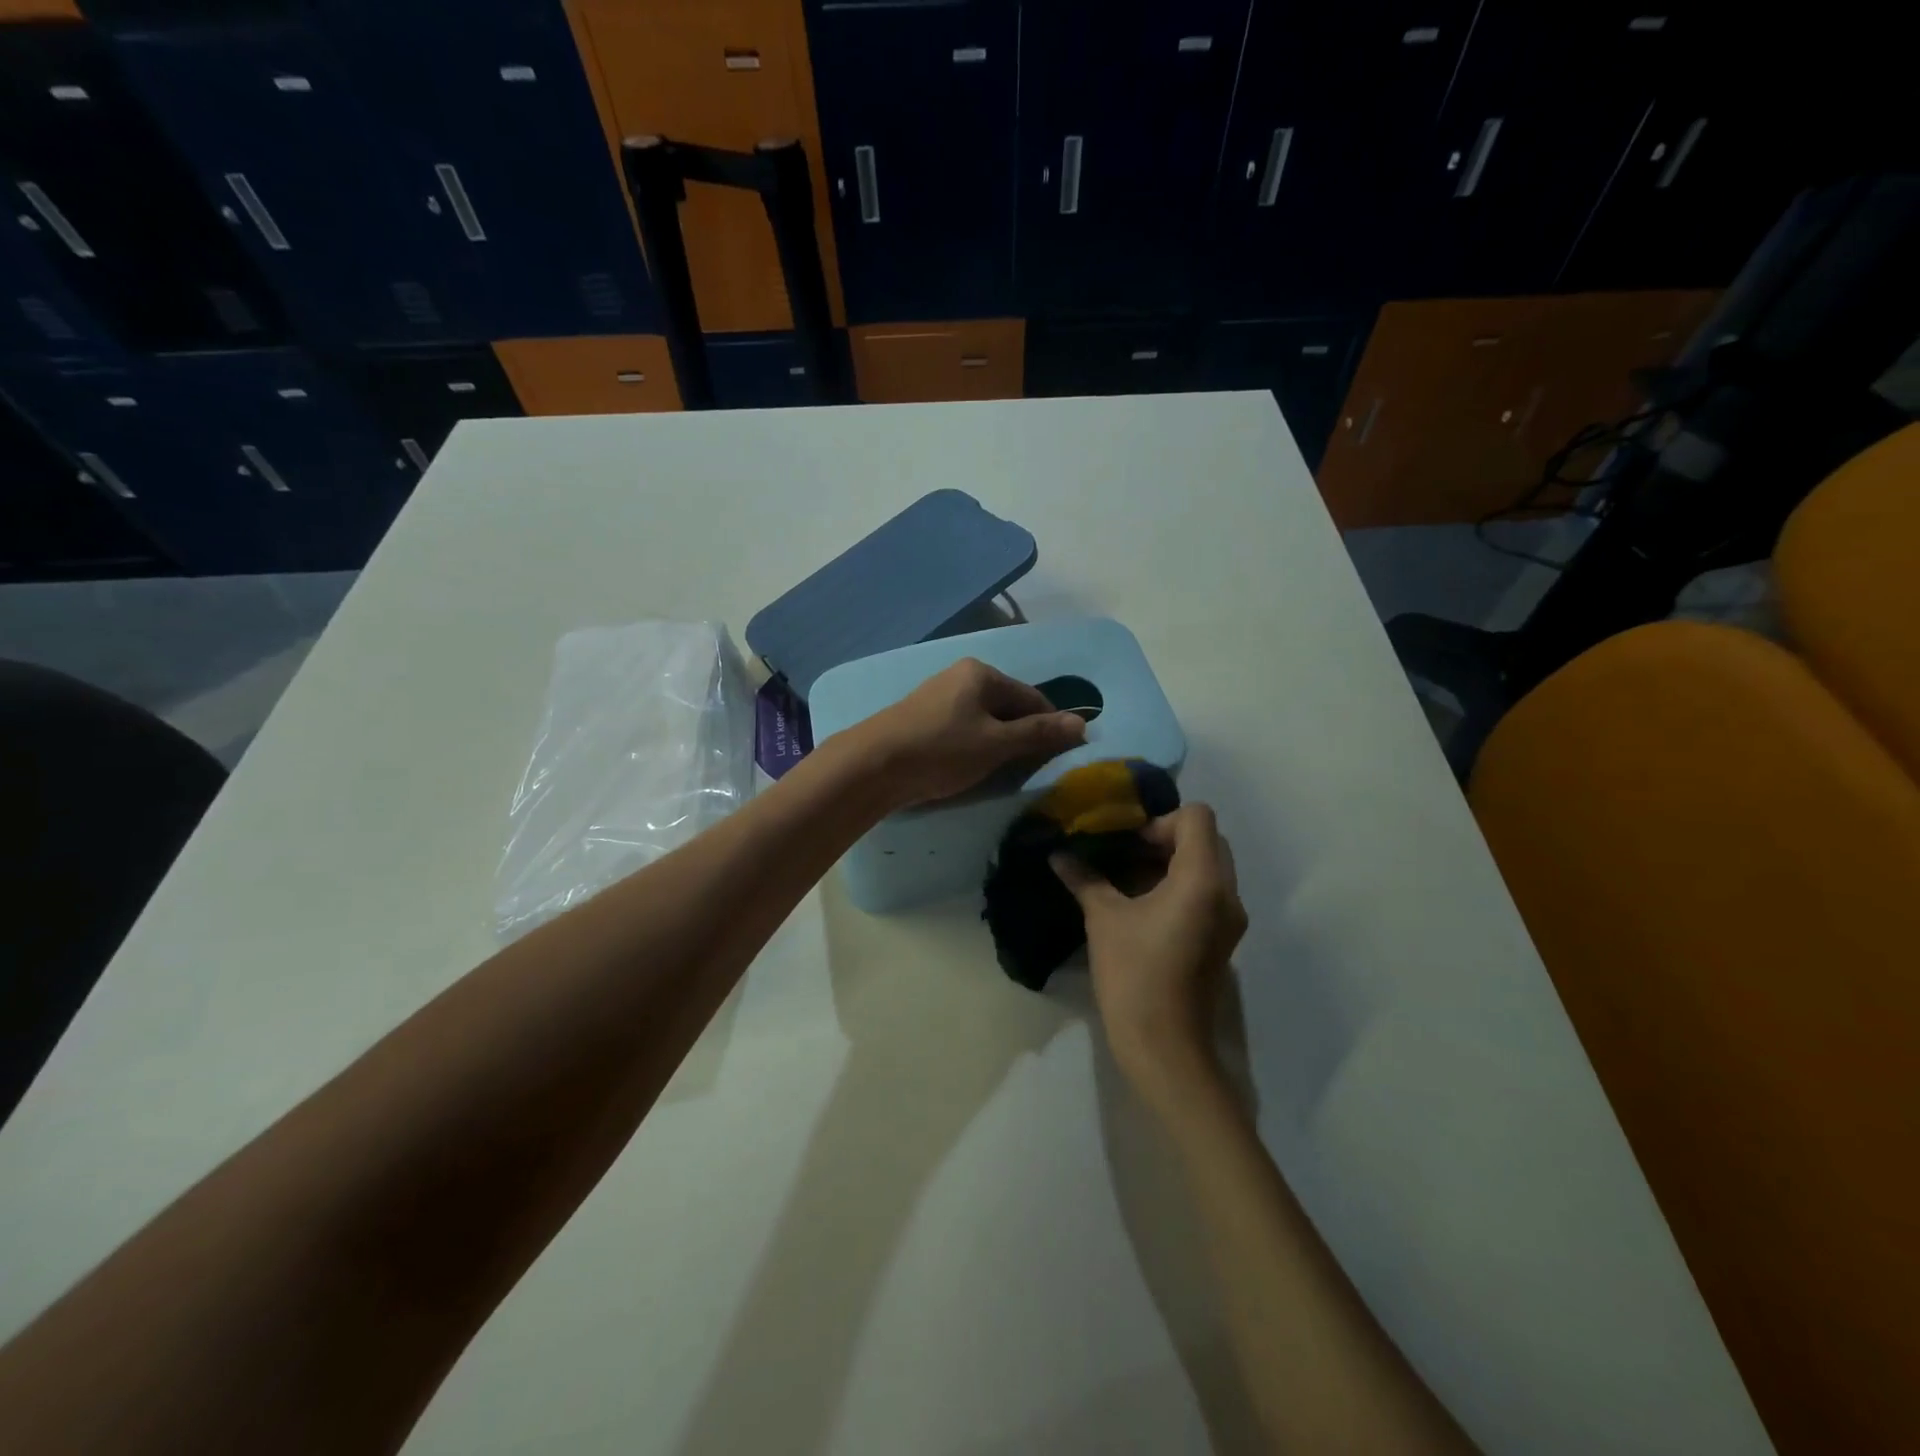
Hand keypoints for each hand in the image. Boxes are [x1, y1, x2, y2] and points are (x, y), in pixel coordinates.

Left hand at [847, 658, 1086, 808]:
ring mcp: (938, 696)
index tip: (1061, 756)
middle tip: (1029, 769)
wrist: (872, 765)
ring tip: (1001, 772)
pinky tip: (970, 767)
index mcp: (981, 673)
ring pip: (985, 720)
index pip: (1032, 697)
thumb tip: (1082, 723)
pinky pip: (963, 729)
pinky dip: (975, 746)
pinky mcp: (922, 718)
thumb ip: (1039, 733)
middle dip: (1023, 735)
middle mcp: (960, 676)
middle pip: (1008, 706)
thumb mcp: (996, 744)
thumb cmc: (941, 750)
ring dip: (999, 744)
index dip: (1051, 725)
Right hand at [1052, 805, 1246, 1096]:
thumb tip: (1057, 854)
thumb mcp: (1103, 919)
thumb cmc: (1135, 975)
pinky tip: (1142, 906)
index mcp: (1203, 879)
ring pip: (1208, 866)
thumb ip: (1084, 878)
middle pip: (1207, 839)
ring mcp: (1229, 918)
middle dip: (1165, 839)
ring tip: (1128, 880)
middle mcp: (1227, 893)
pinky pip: (1207, 893)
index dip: (1160, 821)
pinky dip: (1179, 886)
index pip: (1197, 817)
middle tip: (1126, 857)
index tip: (1129, 846)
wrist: (1165, 1046)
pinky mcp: (1223, 939)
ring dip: (1171, 863)